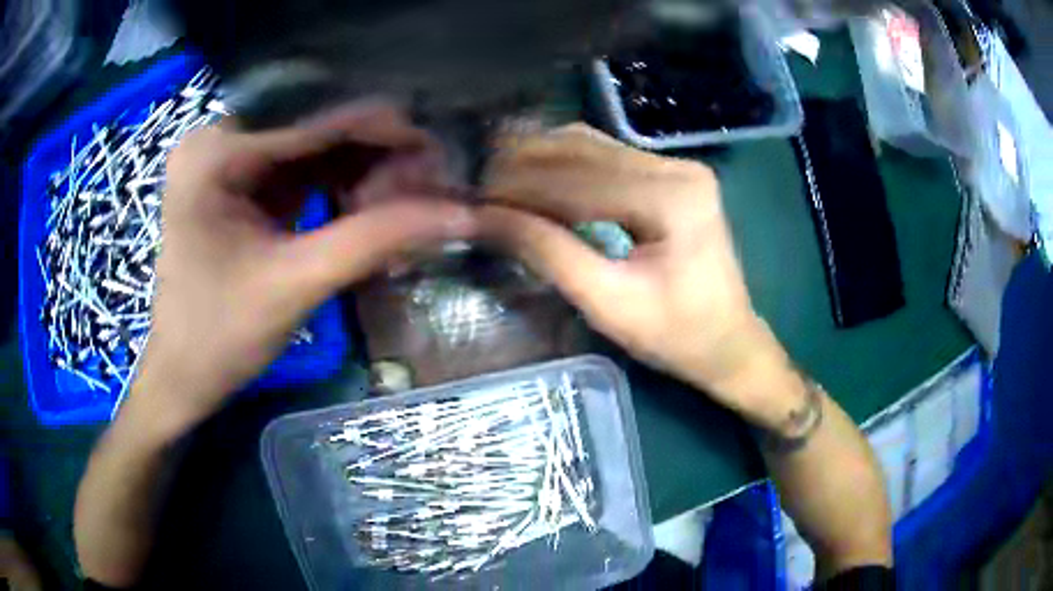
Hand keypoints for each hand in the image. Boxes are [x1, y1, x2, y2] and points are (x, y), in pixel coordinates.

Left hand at [133, 104, 474, 430]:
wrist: (184, 373)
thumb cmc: (221, 336)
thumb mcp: (296, 284)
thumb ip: (375, 240)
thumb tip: (460, 215)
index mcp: (215, 154)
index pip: (312, 125)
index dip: (381, 132)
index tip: (437, 147)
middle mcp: (219, 141)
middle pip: (313, 131)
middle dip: (372, 155)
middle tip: (427, 181)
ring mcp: (228, 161)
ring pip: (312, 149)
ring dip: (361, 170)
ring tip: (410, 193)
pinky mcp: (240, 184)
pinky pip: (301, 171)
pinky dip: (338, 186)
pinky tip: (374, 202)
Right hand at [476, 124, 798, 427]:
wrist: (728, 342)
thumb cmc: (676, 337)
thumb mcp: (608, 303)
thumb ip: (547, 252)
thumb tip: (484, 217)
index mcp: (672, 199)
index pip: (578, 181)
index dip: (519, 187)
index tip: (472, 198)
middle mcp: (678, 168)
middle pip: (584, 151)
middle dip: (524, 165)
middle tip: (477, 185)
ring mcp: (677, 166)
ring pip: (591, 146)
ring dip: (540, 158)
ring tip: (497, 179)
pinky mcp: (671, 175)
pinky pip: (606, 157)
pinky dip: (564, 165)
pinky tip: (533, 176)